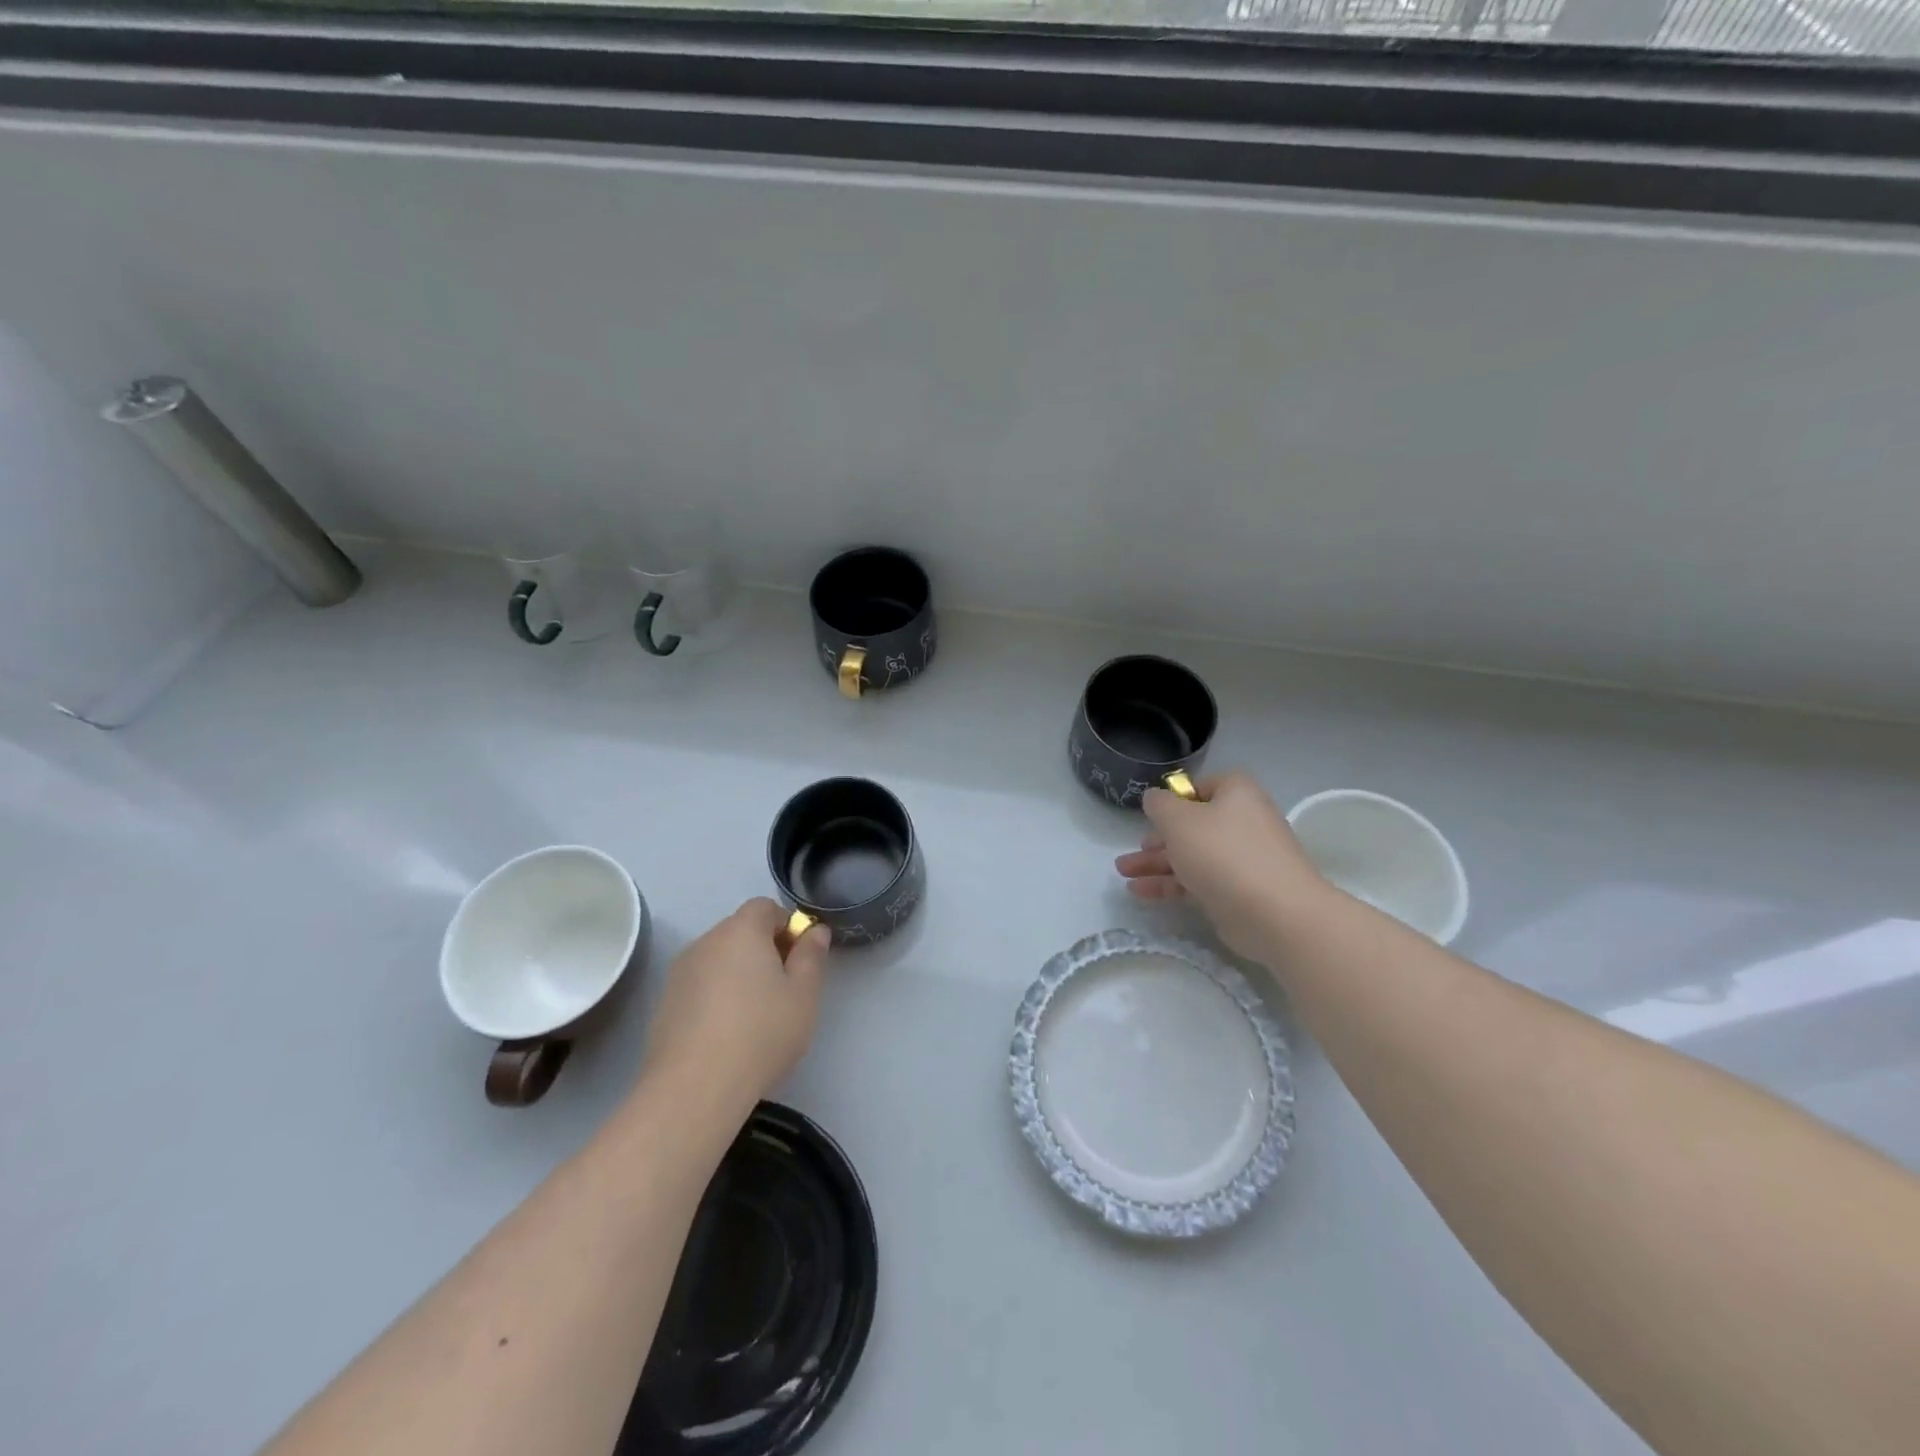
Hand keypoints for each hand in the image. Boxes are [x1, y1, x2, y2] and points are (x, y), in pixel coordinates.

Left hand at [640, 898, 830, 1110]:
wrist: (694, 1088)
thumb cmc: (761, 1032)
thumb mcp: (803, 994)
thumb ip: (812, 956)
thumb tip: (815, 931)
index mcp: (741, 930)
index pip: (765, 907)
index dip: (787, 926)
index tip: (800, 959)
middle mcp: (706, 941)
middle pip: (740, 931)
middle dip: (764, 949)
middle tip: (784, 989)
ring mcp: (680, 973)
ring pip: (719, 959)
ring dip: (739, 973)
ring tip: (755, 1015)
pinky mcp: (664, 1004)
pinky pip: (700, 986)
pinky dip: (716, 997)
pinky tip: (727, 1034)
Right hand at [1115, 771, 1332, 963]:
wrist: (1276, 914)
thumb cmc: (1223, 854)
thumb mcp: (1179, 820)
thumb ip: (1159, 805)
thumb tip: (1155, 798)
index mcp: (1236, 794)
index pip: (1200, 787)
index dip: (1174, 798)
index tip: (1150, 815)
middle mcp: (1242, 822)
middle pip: (1192, 825)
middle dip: (1158, 838)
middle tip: (1132, 850)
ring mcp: (1242, 859)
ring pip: (1191, 855)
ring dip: (1156, 863)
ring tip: (1123, 873)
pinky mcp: (1238, 892)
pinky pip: (1198, 881)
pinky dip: (1170, 885)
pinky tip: (1140, 892)